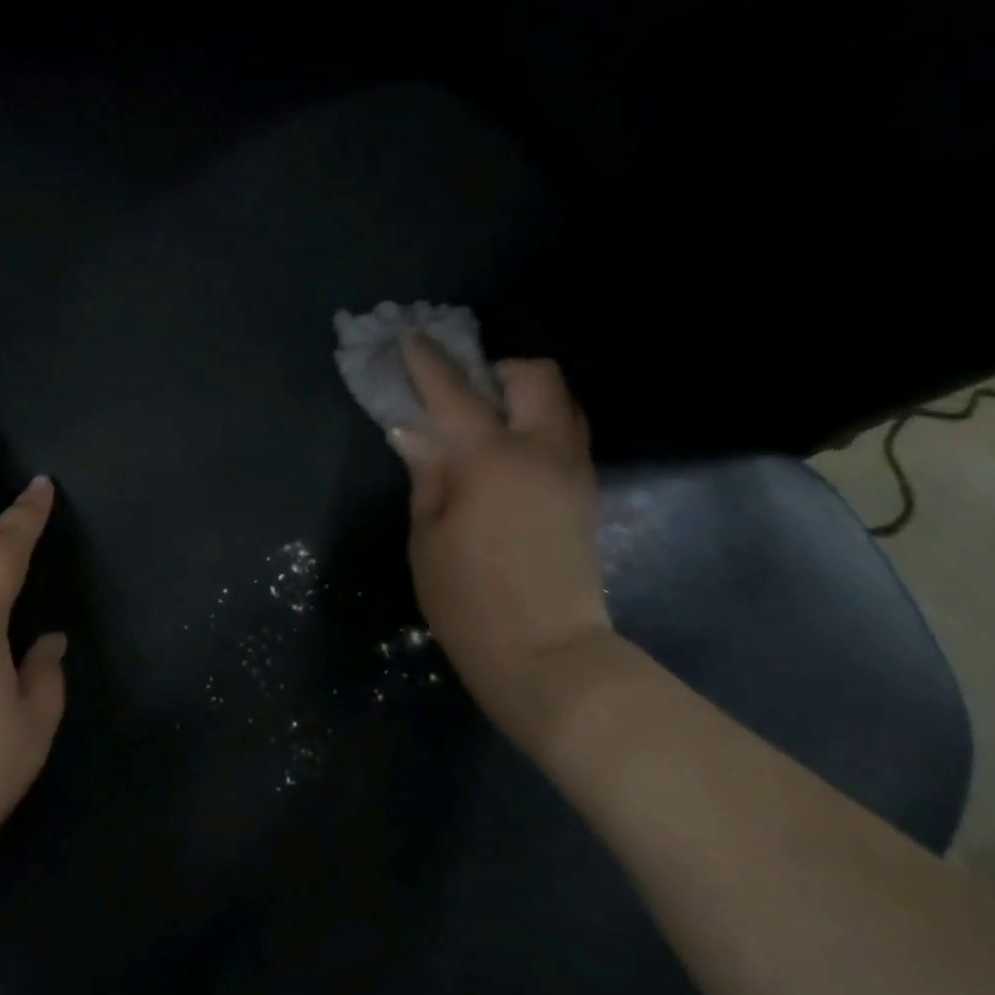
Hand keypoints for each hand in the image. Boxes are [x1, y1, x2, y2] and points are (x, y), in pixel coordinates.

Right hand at [389, 335, 610, 717]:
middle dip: (496, 369)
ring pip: (561, 402)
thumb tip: (414, 431)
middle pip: (535, 376)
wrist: (547, 655)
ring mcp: (572, 471)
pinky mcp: (585, 493)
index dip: (427, 363)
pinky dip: (537, 423)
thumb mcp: (427, 536)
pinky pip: (566, 433)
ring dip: (523, 394)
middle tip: (462, 393)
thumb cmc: (468, 600)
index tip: (409, 339)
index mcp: (491, 460)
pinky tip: (507, 454)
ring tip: (486, 421)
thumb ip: (426, 473)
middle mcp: (542, 451)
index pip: (454, 393)